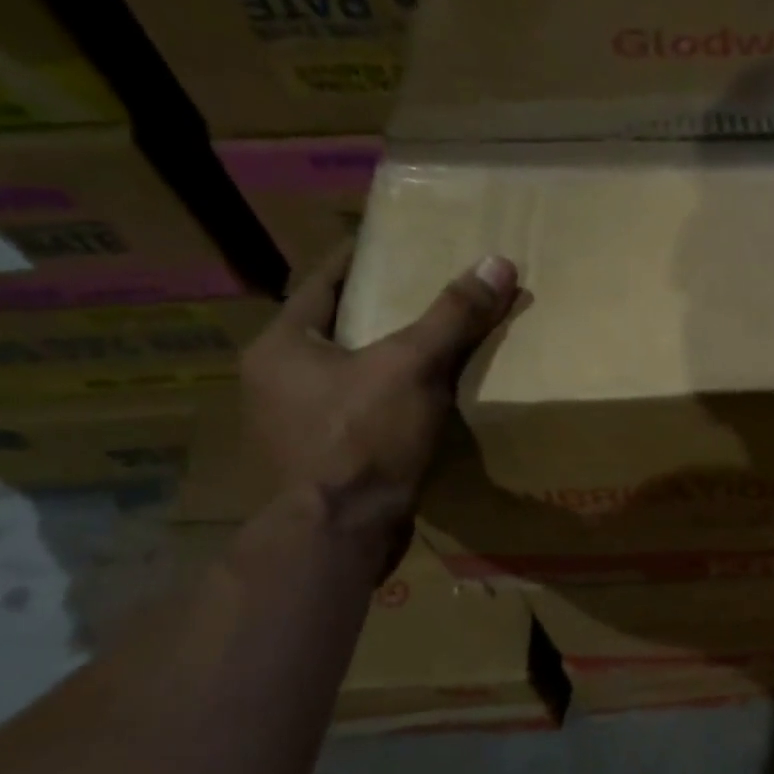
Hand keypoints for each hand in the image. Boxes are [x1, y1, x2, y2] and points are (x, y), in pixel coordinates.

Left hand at [239, 242, 517, 547]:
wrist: (340, 535)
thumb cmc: (363, 439)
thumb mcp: (413, 367)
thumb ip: (453, 316)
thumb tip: (498, 263)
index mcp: (281, 347)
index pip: (320, 283)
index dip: (355, 257)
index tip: (387, 239)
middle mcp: (275, 381)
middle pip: (332, 328)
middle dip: (373, 308)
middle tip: (418, 287)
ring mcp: (292, 425)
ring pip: (344, 372)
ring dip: (380, 356)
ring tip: (426, 339)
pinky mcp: (317, 459)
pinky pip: (356, 410)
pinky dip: (384, 396)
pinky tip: (420, 396)